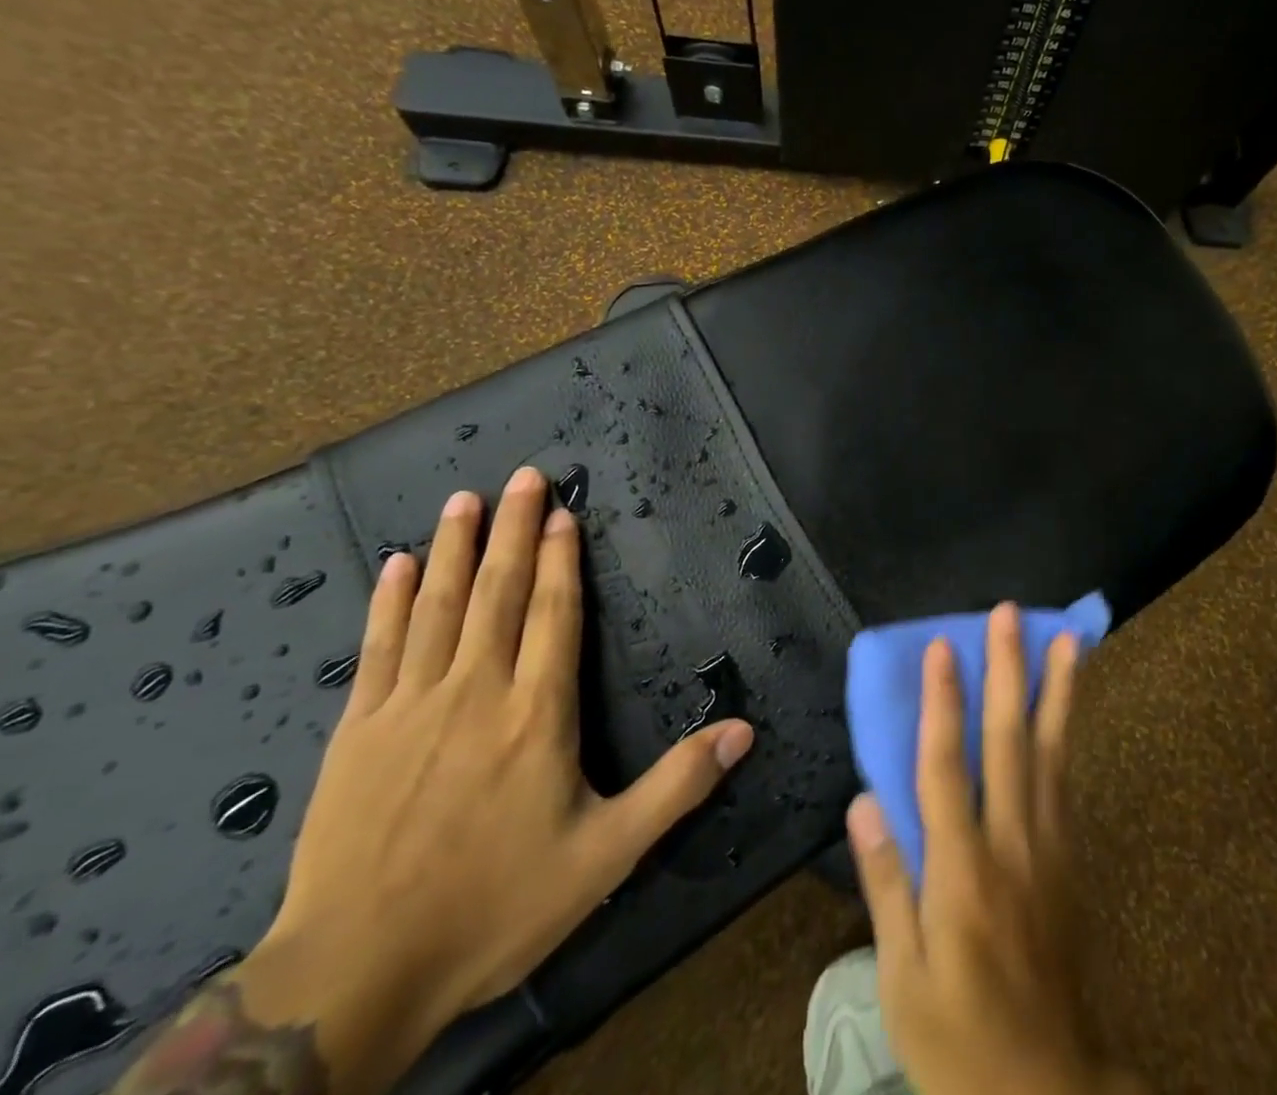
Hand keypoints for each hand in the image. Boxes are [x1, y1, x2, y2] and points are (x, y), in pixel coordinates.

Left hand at [227, 467, 754, 1093]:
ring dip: (453, 548)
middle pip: (497, 592)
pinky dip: (388, 602)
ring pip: (437, 607)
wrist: (351, 979)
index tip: (562, 512)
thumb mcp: (607, 856)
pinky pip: (378, 649)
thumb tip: (745, 731)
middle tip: (522, 476)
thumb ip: (678, 786)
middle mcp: (475, 692)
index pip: (554, 614)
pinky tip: (394, 566)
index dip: (560, 560)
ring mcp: (410, 707)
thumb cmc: (493, 908)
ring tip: (463, 500)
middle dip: (512, 529)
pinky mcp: (358, 732)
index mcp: (536, 714)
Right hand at [846, 604, 1145, 1094]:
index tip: (943, 646)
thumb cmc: (957, 1037)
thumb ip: (886, 884)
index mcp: (959, 869)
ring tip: (1065, 640)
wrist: (1049, 1089)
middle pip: (1008, 739)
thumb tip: (864, 801)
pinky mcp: (1070, 859)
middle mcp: (1010, 841)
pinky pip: (1066, 782)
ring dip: (1055, 690)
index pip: (946, 765)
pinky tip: (1066, 707)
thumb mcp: (902, 979)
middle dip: (1007, 670)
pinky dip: (1066, 735)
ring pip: (1051, 751)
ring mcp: (1048, 846)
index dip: (942, 700)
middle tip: (1009, 614)